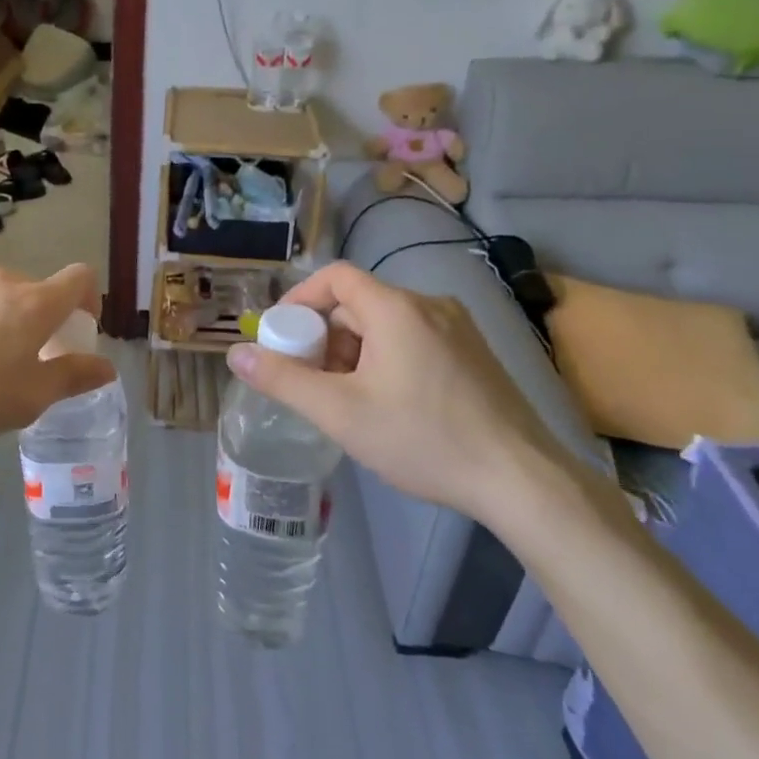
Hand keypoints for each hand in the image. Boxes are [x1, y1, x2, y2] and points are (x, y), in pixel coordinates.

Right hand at [225, 261, 569, 524]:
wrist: (522, 480)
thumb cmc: (423, 438)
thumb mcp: (340, 412)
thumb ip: (283, 379)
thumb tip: (235, 354)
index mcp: (395, 308)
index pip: (335, 277)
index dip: (301, 299)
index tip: (282, 335)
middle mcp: (428, 305)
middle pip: (359, 303)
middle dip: (326, 335)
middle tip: (312, 379)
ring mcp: (458, 329)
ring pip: (387, 324)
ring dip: (356, 351)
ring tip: (348, 398)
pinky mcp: (475, 355)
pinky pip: (415, 340)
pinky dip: (387, 359)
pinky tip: (389, 404)